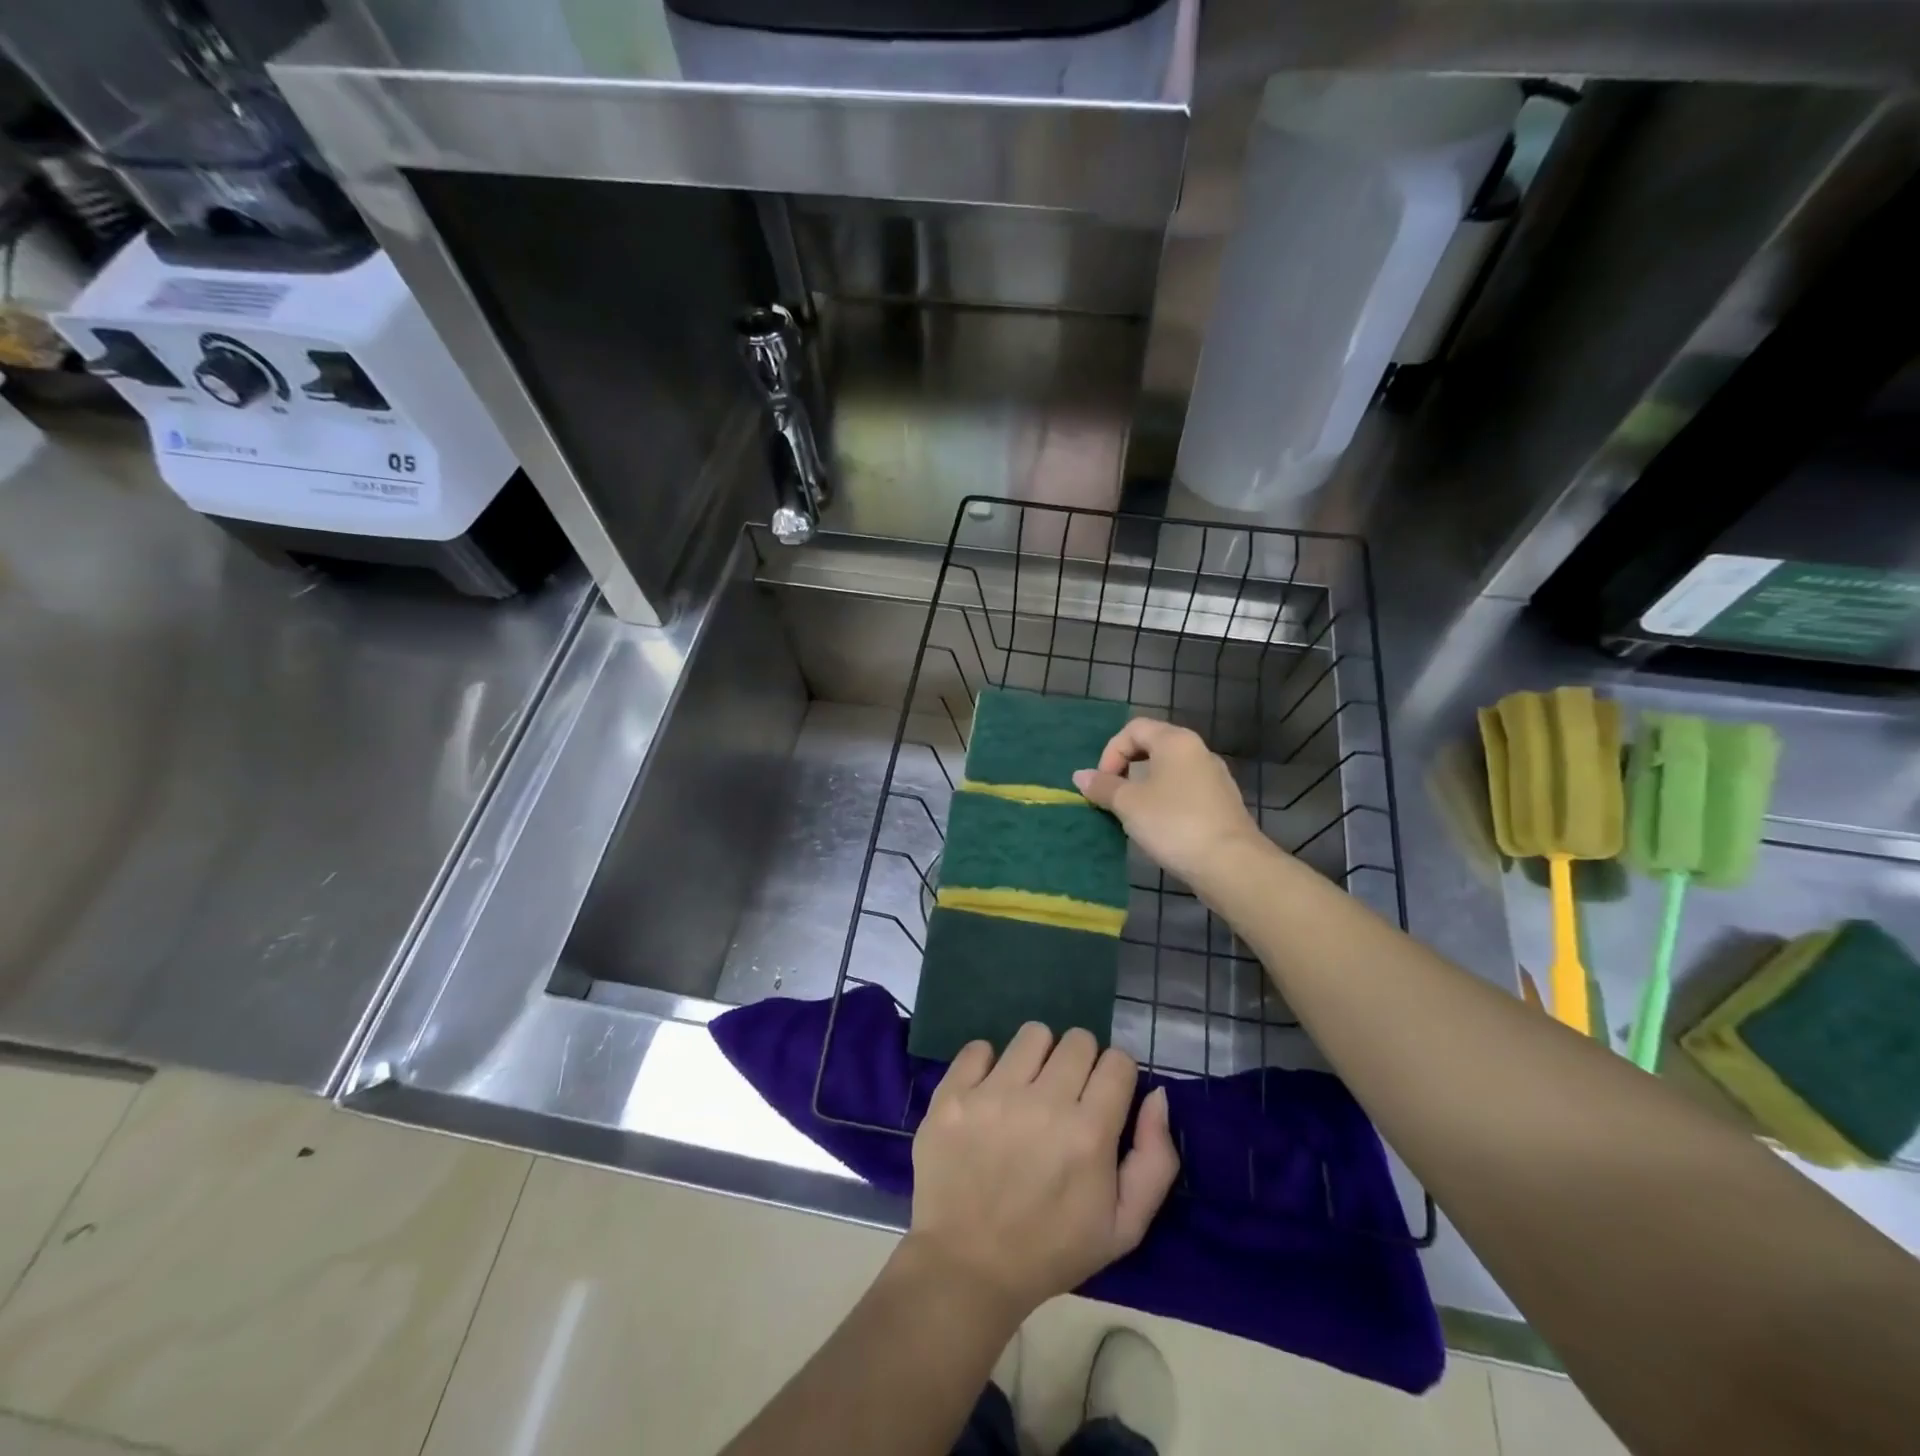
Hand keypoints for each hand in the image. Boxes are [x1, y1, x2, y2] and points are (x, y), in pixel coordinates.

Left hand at [905, 1023, 1178, 1323]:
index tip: (1103, 1099)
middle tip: (1066, 1097)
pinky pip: (979, 1047)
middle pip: (1078, 1040)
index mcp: (1089, 1134)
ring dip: (1038, 1057)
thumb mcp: (1124, 1227)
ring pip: (1033, 1034)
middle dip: (1080, 1063)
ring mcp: (992, 1094)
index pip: (1118, 1061)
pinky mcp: (952, 1094)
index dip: (1116, 1078)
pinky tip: (988, 1096)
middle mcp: (1043, 1103)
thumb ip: (1155, 1159)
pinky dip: (987, 1065)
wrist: (966, 1268)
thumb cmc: (1051, 1250)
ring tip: (1028, 1091)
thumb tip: (1156, 1095)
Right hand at [1073, 718, 1267, 889]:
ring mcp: (1214, 777)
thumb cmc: (1174, 824)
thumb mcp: (1129, 804)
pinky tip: (1159, 826)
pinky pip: (1185, 790)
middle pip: (1153, 746)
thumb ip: (1103, 787)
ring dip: (1145, 785)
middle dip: (1126, 767)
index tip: (1102, 783)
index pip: (1134, 728)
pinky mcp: (1222, 803)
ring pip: (1170, 770)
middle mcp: (1198, 751)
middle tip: (1113, 794)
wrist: (1231, 864)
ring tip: (1132, 813)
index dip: (1111, 752)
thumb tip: (1080, 775)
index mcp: (1176, 741)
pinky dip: (1165, 800)